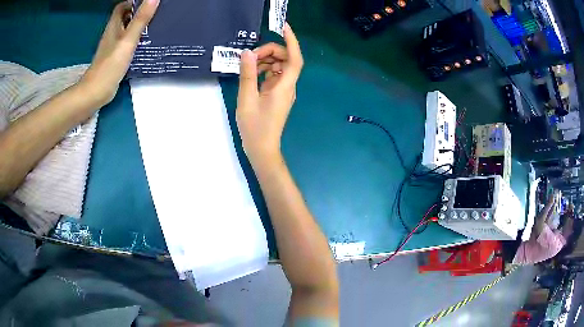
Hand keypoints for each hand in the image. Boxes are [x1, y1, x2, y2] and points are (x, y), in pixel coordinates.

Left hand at [80, 0, 158, 105]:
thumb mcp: (128, 39)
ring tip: (155, 26)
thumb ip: (141, 19)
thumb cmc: (111, 64)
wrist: (96, 92)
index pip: (122, 7)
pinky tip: (146, 44)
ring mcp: (113, 47)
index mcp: (114, 26)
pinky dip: (135, 40)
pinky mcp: (115, 58)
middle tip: (155, 12)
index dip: (133, 1)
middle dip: (138, 13)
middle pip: (125, 17)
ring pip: (126, 30)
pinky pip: (127, 43)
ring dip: (138, 27)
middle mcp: (112, 34)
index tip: (148, 2)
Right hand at [236, 23, 303, 167]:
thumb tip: (247, 53)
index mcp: (285, 86)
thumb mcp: (247, 98)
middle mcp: (288, 86)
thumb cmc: (255, 127)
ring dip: (267, 60)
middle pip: (287, 60)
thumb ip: (247, 74)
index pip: (295, 58)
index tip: (283, 27)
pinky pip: (274, 76)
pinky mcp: (278, 95)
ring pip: (280, 67)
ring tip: (249, 64)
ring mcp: (284, 91)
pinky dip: (265, 70)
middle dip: (271, 51)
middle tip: (251, 55)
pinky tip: (252, 73)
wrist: (262, 149)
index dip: (291, 41)